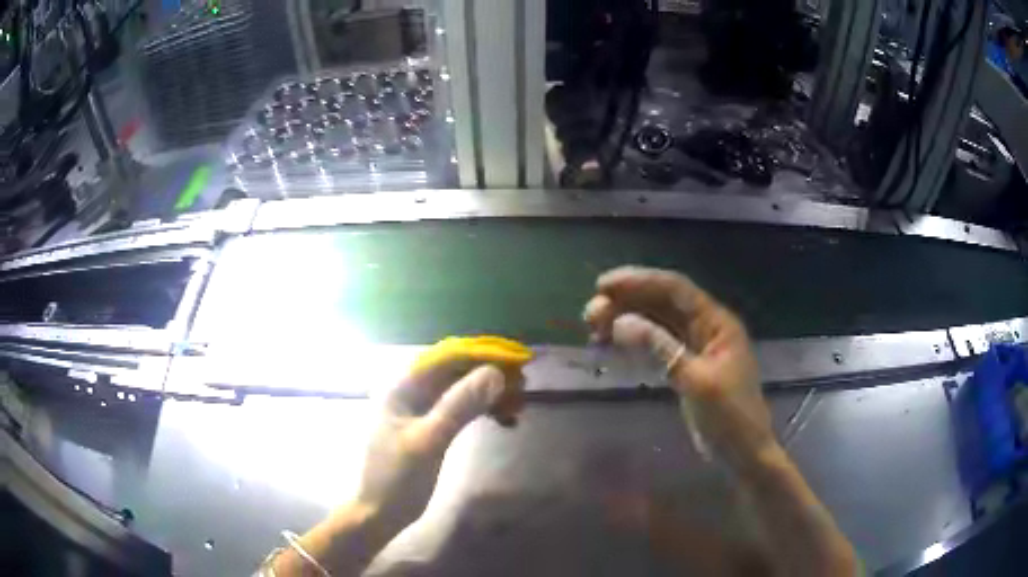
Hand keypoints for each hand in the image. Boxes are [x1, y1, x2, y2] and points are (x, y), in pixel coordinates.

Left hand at [357, 361, 522, 529]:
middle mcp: (411, 391)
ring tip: (518, 405)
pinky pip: (461, 410)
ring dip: (489, 395)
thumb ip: (459, 405)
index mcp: (402, 386)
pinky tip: (504, 420)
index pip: (446, 357)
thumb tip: (495, 373)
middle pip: (455, 372)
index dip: (481, 353)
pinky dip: (482, 412)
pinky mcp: (432, 427)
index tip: (516, 359)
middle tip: (522, 386)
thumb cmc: (398, 476)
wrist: (382, 512)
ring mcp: (421, 410)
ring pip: (461, 391)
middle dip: (489, 376)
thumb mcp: (429, 440)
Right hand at [583, 266, 774, 468]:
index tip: (602, 286)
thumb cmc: (729, 417)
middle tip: (590, 315)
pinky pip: (657, 344)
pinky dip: (635, 342)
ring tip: (594, 329)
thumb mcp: (696, 382)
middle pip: (663, 302)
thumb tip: (621, 322)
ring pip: (657, 322)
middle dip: (627, 302)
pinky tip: (613, 345)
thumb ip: (661, 348)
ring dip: (627, 320)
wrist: (743, 454)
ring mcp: (696, 347)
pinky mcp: (686, 366)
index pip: (675, 289)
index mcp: (717, 322)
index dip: (638, 282)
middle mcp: (706, 327)